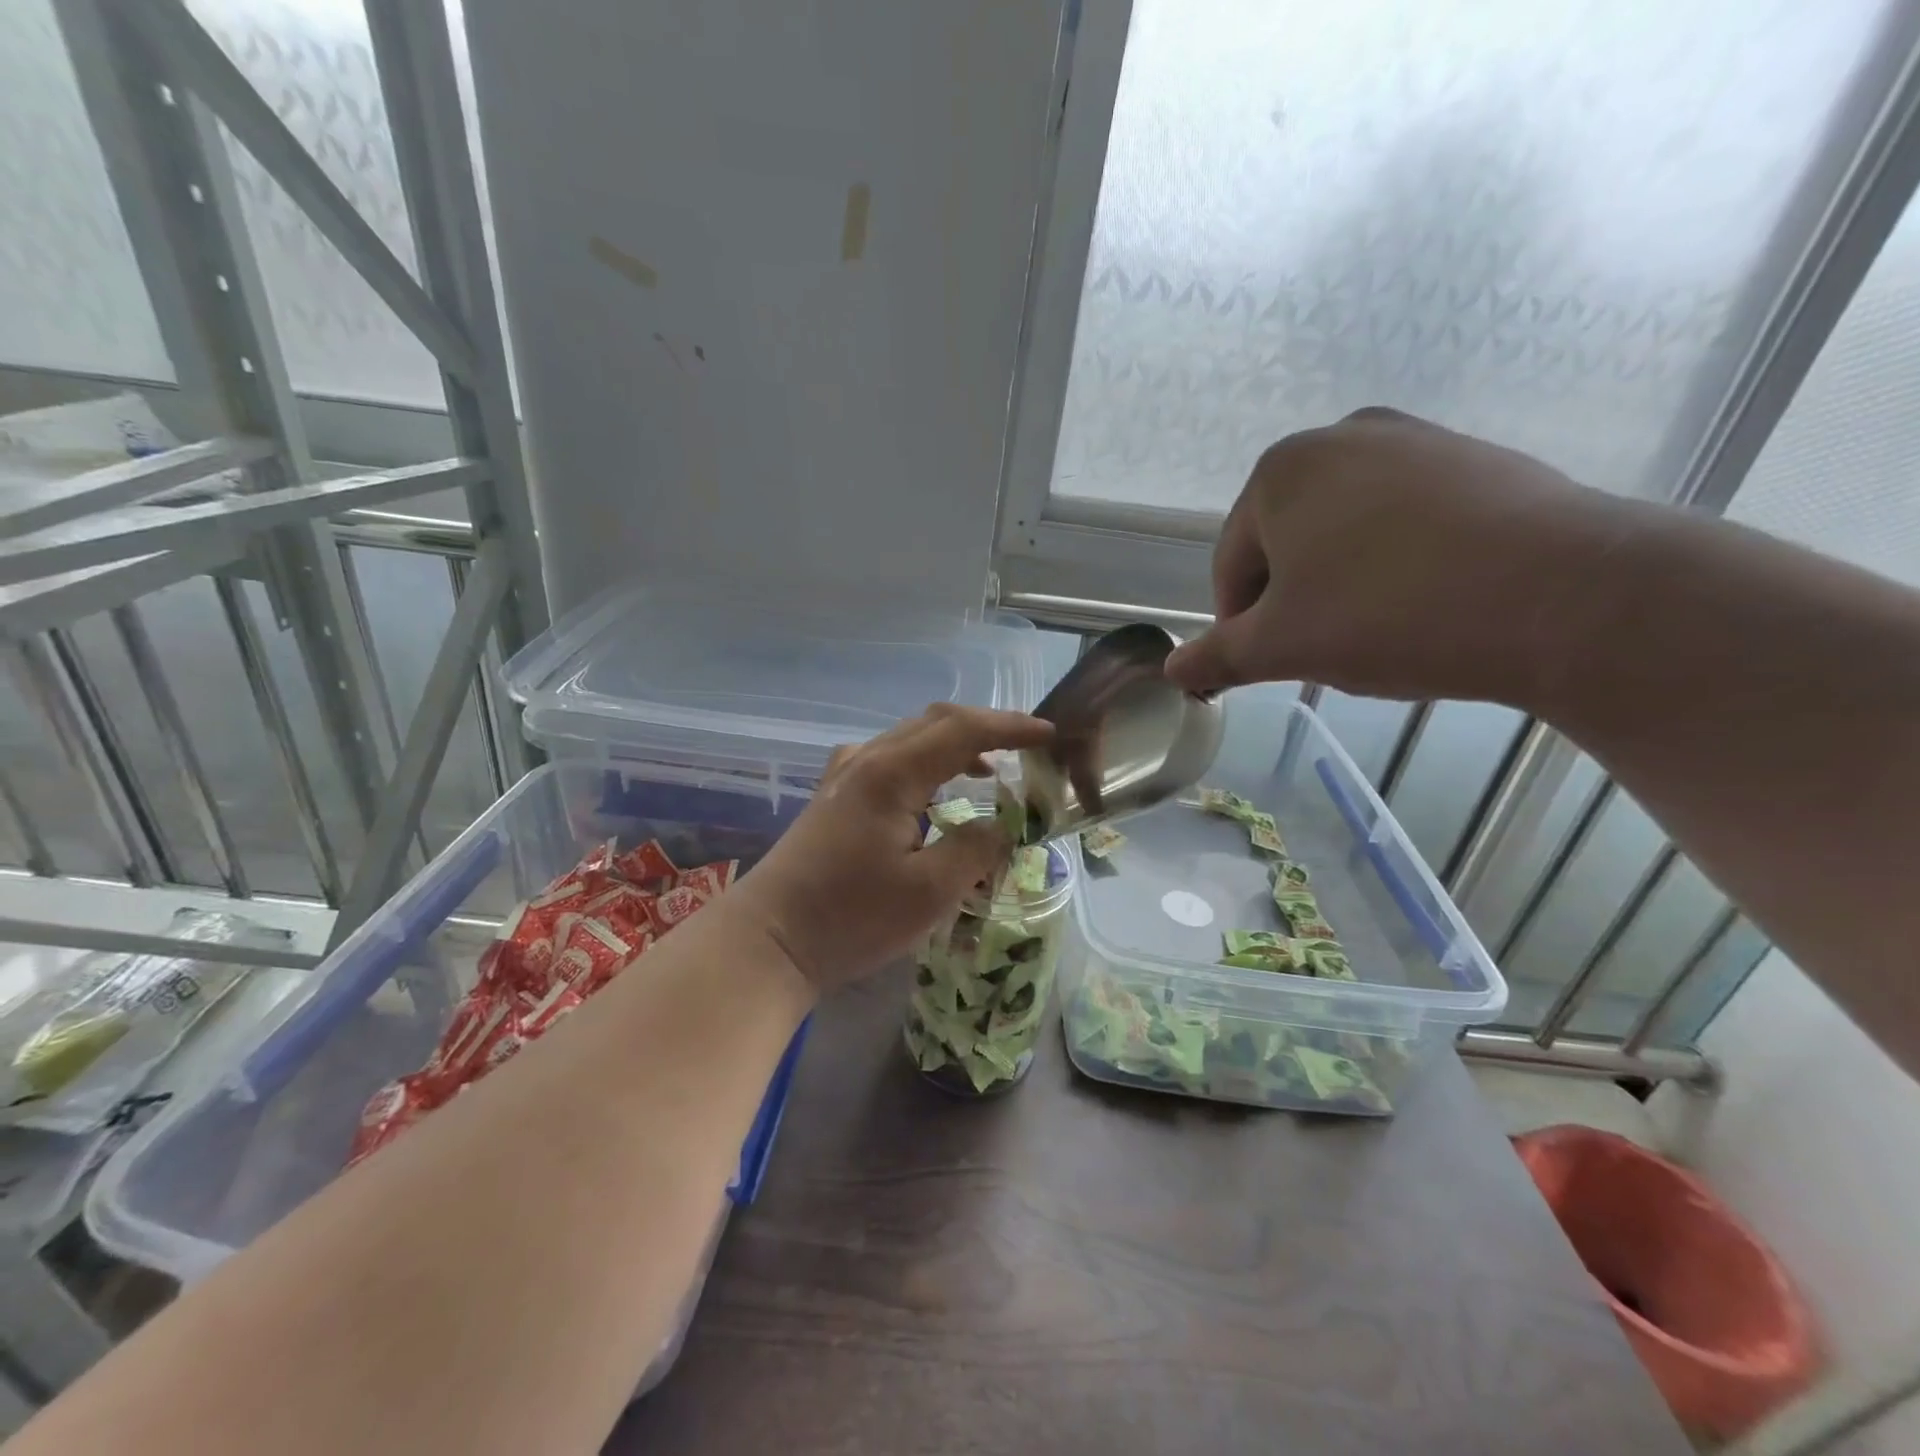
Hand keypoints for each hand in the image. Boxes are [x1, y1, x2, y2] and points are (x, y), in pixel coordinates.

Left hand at [728, 704, 1053, 992]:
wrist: (770, 940)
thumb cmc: (850, 917)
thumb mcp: (929, 892)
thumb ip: (976, 850)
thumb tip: (1002, 826)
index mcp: (892, 772)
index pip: (963, 729)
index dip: (1010, 727)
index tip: (1049, 734)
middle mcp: (867, 759)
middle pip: (935, 722)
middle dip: (985, 728)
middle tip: (1026, 747)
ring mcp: (845, 774)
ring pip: (911, 738)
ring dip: (955, 745)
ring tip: (990, 770)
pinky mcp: (835, 795)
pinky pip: (891, 760)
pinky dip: (927, 764)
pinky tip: (936, 794)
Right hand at [1163, 408, 1643, 707]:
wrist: (1566, 596)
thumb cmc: (1389, 615)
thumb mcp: (1282, 648)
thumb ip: (1217, 656)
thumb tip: (1174, 672)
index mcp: (1280, 472)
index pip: (1233, 566)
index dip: (1242, 625)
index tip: (1271, 665)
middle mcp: (1342, 436)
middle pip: (1288, 544)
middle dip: (1296, 602)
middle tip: (1328, 651)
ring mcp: (1418, 440)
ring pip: (1347, 534)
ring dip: (1344, 585)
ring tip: (1382, 631)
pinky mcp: (1478, 460)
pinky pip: (1408, 523)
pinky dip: (1400, 564)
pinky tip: (1430, 603)